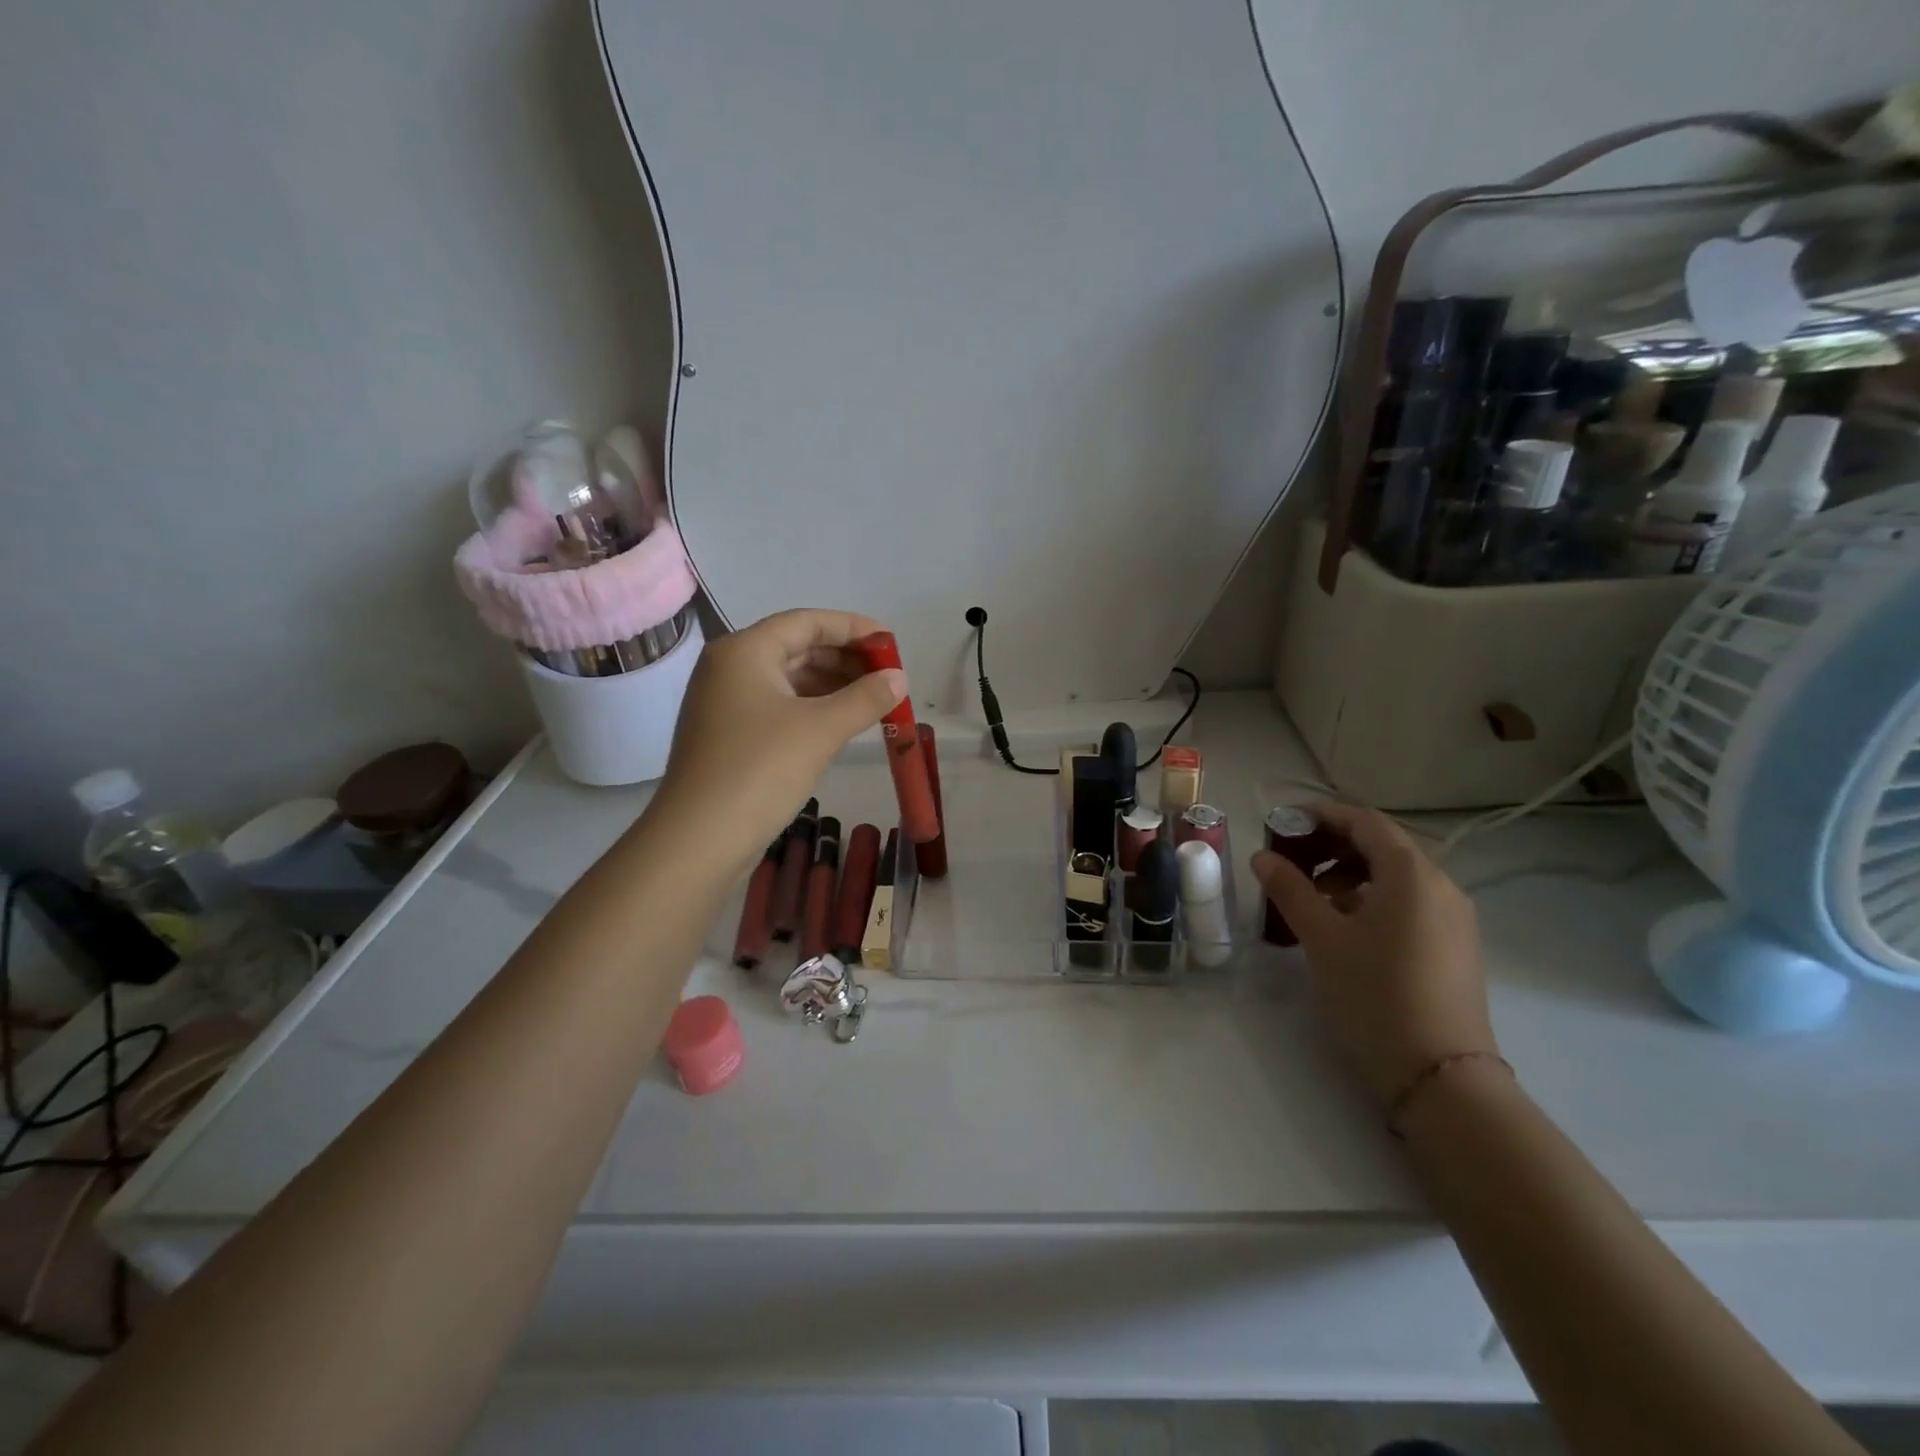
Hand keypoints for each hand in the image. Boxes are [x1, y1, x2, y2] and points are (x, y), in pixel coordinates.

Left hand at [651, 609, 906, 876]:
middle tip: (888, 676)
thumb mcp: (821, 730)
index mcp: (745, 651)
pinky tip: (842, 724)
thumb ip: (865, 698)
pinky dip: (812, 709)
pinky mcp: (728, 734)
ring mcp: (725, 702)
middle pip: (797, 647)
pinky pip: (778, 707)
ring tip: (873, 700)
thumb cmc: (760, 770)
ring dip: (832, 686)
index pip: (807, 622)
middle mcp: (730, 667)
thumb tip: (900, 679)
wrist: (698, 839)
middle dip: (845, 659)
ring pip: (788, 680)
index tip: (891, 643)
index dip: (853, 627)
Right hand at [1252, 802, 1496, 1107]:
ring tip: (1310, 898)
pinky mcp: (1454, 946)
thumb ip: (1290, 889)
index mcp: (1412, 874)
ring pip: (1394, 876)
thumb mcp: (1322, 938)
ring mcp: (1453, 918)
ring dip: (1348, 874)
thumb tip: (1262, 856)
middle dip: (1331, 845)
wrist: (1440, 1076)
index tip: (1281, 822)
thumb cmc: (1375, 995)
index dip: (1320, 814)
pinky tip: (1343, 926)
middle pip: (1381, 845)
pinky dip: (1371, 898)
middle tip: (1289, 860)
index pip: (1363, 821)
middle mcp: (1440, 885)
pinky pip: (1408, 903)